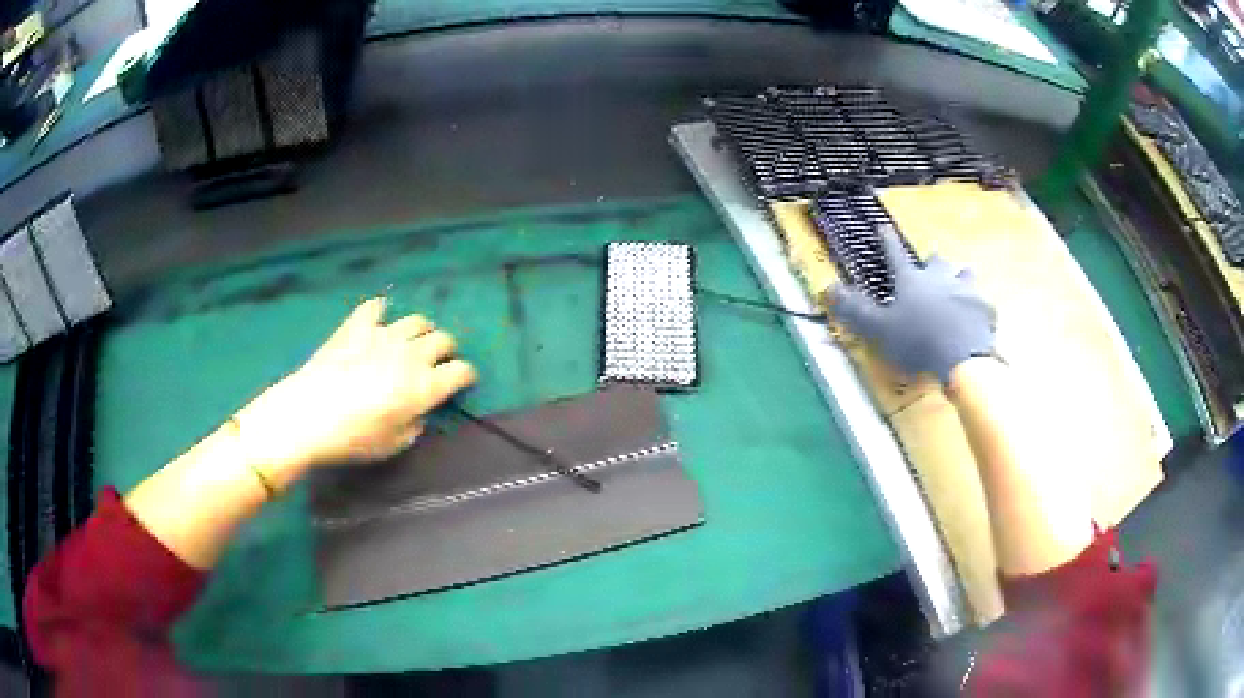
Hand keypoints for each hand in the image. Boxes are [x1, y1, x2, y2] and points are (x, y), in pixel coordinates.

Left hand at [233, 298, 476, 486]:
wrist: (309, 414)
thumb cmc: (353, 438)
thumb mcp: (393, 445)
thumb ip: (414, 426)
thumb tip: (417, 412)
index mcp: (425, 386)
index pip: (461, 371)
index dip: (466, 376)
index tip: (462, 381)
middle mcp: (412, 354)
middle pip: (443, 339)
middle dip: (446, 350)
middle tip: (437, 361)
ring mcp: (384, 335)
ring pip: (417, 320)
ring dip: (421, 331)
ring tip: (411, 341)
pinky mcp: (357, 325)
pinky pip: (376, 307)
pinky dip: (382, 312)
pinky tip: (378, 319)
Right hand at [828, 227, 995, 382]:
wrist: (962, 357)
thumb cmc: (916, 341)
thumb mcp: (879, 329)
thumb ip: (855, 310)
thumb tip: (827, 288)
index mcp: (911, 280)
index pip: (895, 254)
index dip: (888, 241)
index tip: (883, 227)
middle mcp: (939, 278)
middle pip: (936, 261)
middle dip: (933, 261)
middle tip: (932, 262)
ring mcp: (966, 291)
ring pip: (965, 275)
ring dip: (961, 278)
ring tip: (961, 282)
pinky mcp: (985, 310)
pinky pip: (984, 305)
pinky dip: (980, 309)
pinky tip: (980, 317)